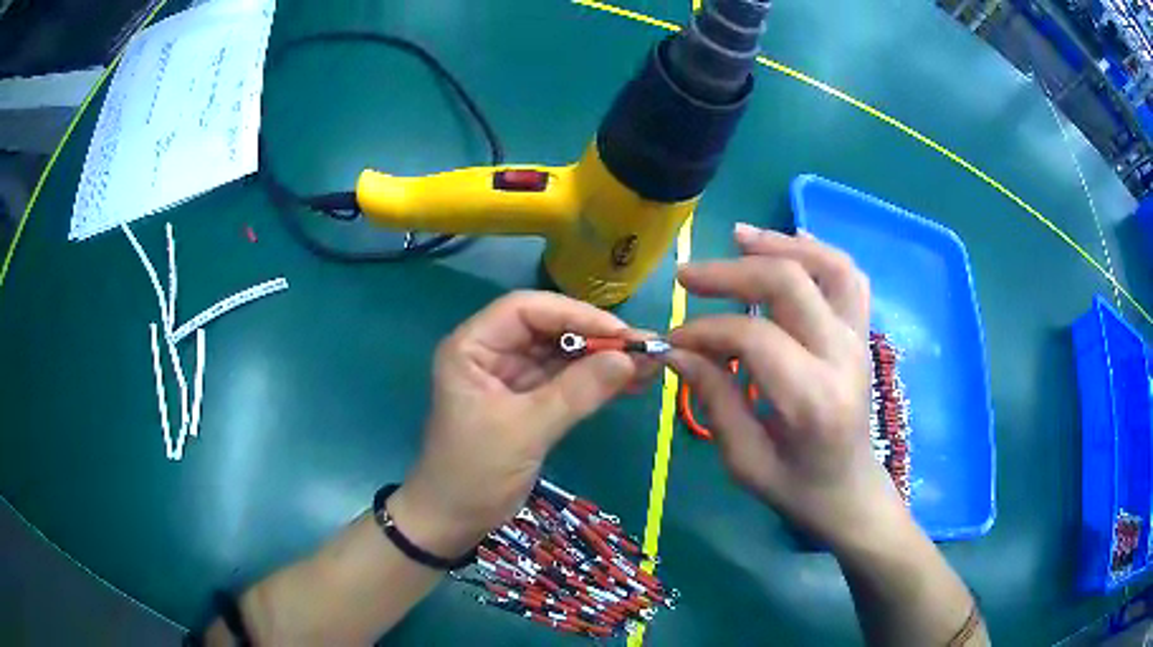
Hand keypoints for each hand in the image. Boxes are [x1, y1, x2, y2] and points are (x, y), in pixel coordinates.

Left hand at [390, 291, 645, 556]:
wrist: (453, 521)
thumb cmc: (474, 472)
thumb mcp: (525, 430)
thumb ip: (577, 392)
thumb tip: (630, 358)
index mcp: (473, 347)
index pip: (526, 310)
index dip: (575, 314)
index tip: (621, 333)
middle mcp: (492, 353)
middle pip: (549, 329)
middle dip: (597, 337)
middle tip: (646, 349)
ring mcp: (511, 378)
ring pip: (562, 355)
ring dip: (603, 359)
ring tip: (649, 366)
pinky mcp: (528, 402)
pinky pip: (567, 381)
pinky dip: (596, 382)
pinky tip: (629, 384)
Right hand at [667, 224, 903, 548]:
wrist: (850, 492)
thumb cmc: (797, 488)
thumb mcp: (745, 461)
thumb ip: (714, 399)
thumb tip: (676, 351)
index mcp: (813, 400)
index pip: (754, 337)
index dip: (705, 330)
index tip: (674, 340)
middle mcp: (843, 357)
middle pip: (790, 284)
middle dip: (732, 272)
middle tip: (687, 276)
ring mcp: (859, 340)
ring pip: (828, 266)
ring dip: (780, 245)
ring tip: (738, 238)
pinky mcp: (861, 333)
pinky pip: (847, 276)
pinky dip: (817, 250)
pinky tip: (787, 242)